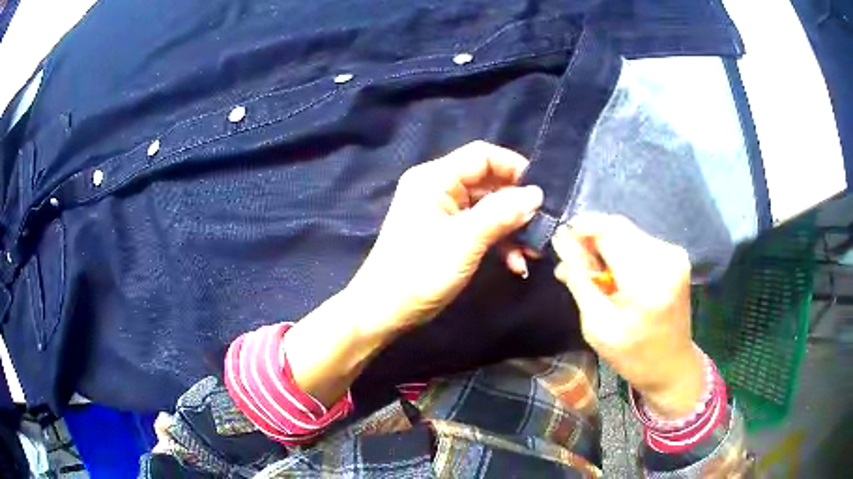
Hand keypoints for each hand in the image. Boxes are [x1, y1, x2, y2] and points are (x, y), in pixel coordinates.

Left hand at [348, 141, 542, 335]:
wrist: (383, 311)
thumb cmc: (420, 272)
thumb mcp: (465, 241)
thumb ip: (502, 213)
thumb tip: (536, 194)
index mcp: (435, 178)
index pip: (482, 156)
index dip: (514, 168)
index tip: (541, 192)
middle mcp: (438, 188)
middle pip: (488, 182)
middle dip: (517, 205)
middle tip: (542, 227)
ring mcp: (441, 212)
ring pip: (487, 208)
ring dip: (511, 228)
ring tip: (533, 252)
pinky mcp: (445, 233)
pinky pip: (479, 227)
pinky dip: (498, 241)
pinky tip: (515, 263)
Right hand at [551, 214, 704, 418]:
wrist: (672, 366)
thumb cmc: (632, 355)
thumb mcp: (596, 326)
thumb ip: (579, 281)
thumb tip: (561, 242)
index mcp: (647, 281)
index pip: (609, 231)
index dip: (581, 228)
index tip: (561, 239)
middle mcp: (665, 258)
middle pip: (618, 226)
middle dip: (591, 237)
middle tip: (571, 259)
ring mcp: (674, 254)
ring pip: (628, 231)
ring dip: (605, 244)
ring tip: (590, 270)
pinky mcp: (676, 256)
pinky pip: (640, 240)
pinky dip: (622, 250)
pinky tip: (614, 272)